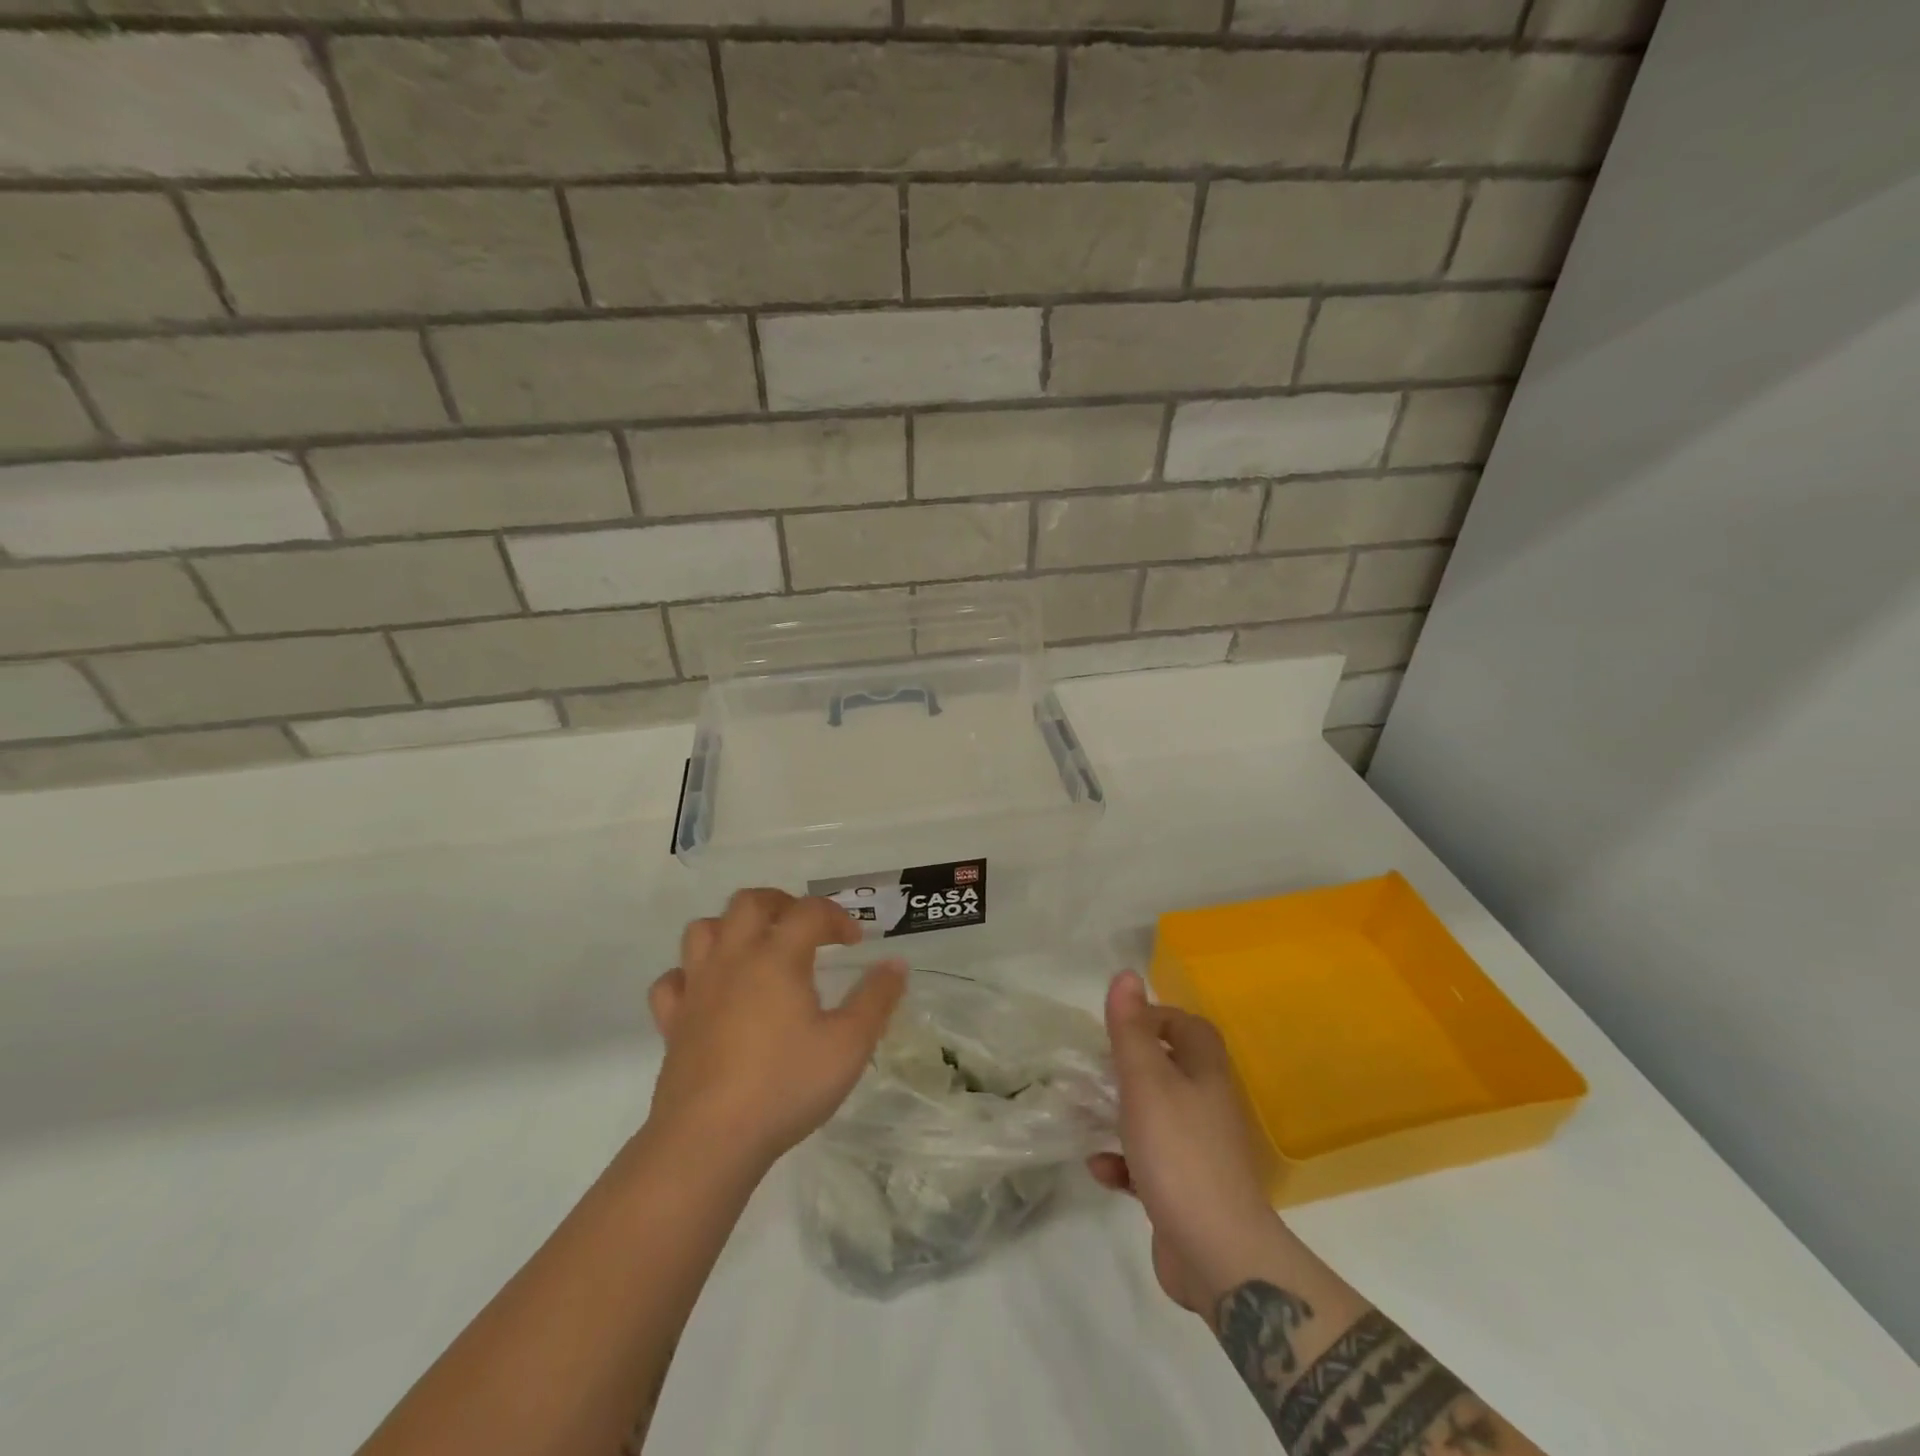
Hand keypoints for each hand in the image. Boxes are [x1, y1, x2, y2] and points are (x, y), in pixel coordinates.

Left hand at [646, 889, 906, 1171]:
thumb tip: (895, 963)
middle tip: (806, 928)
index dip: (837, 917)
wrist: (709, 1140)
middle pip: (750, 902)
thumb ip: (876, 999)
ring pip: (704, 929)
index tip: (855, 942)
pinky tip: (711, 993)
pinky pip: (673, 980)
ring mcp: (697, 988)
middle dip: (783, 904)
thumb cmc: (786, 1086)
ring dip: (732, 928)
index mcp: (777, 957)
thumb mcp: (849, 1044)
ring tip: (758, 949)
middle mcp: (733, 959)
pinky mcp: (672, 1022)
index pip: (809, 911)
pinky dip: (692, 975)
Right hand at [1089, 971, 1282, 1316]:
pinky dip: (1124, 1162)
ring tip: (1087, 1113)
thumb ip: (1131, 1029)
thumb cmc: (1179, 1152)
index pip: (1189, 1027)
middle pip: (1171, 1071)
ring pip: (1157, 1118)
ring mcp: (1200, 1152)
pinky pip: (1150, 1165)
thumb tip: (1126, 974)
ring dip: (1122, 1115)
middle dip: (1131, 1067)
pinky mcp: (1186, 1192)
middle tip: (1096, 1068)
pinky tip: (1099, 1168)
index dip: (1156, 1018)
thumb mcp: (1146, 1081)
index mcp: (1206, 1074)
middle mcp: (1208, 1107)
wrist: (1217, 1254)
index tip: (1118, 1027)